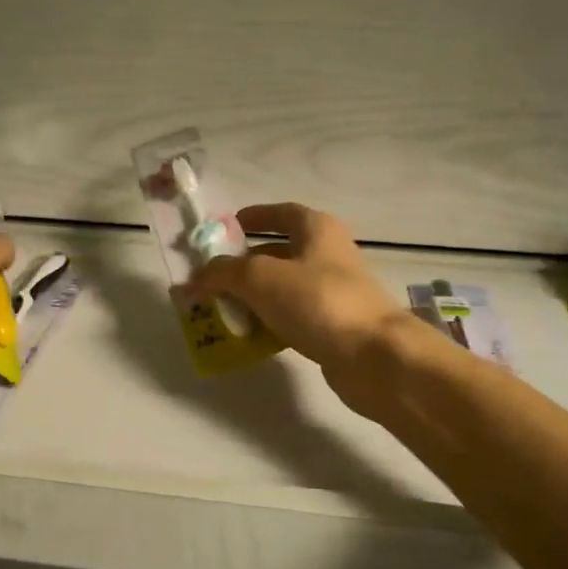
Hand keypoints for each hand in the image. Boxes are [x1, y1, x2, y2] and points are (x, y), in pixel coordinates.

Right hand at [190, 203, 415, 408]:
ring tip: (220, 310)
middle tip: (211, 277)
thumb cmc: (317, 301)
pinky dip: (269, 323)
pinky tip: (248, 337)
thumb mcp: (259, 278)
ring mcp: (334, 292)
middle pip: (279, 252)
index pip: (281, 212)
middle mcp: (328, 255)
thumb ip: (221, 273)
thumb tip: (193, 279)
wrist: (374, 356)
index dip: (253, 217)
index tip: (225, 228)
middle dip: (243, 264)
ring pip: (283, 288)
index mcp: (317, 229)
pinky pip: (293, 317)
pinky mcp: (334, 326)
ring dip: (253, 297)